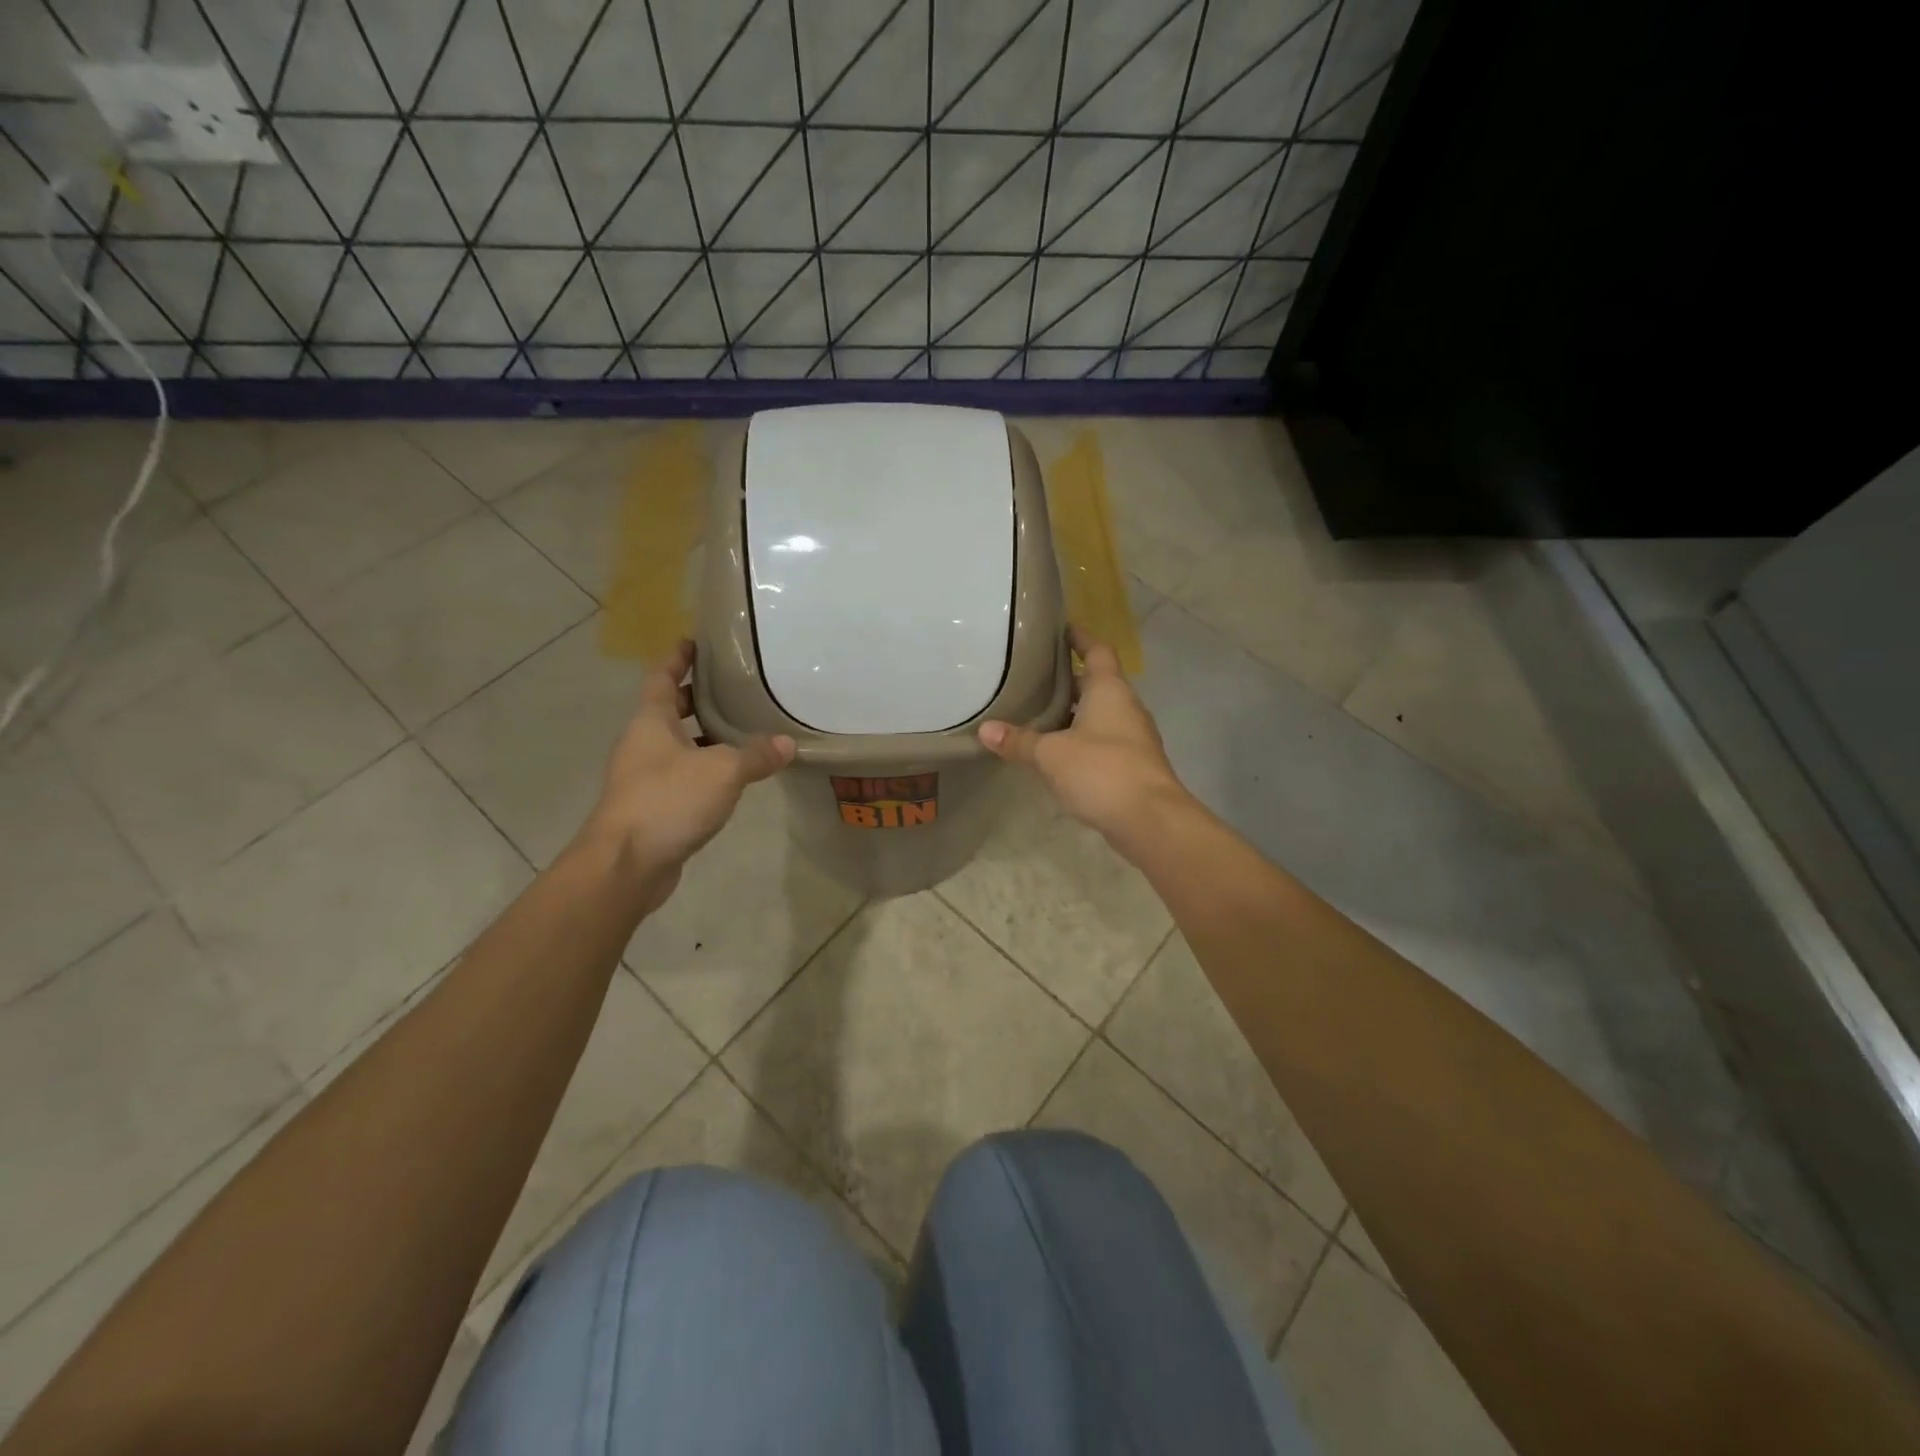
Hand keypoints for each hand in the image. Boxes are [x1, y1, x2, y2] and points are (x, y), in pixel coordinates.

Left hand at [577, 640, 794, 910]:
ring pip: (678, 746)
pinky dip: (706, 770)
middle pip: (670, 711)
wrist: (625, 864)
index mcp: (651, 722)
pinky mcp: (653, 807)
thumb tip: (787, 743)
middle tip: (733, 686)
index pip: (662, 678)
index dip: (677, 658)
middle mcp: (643, 744)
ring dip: (705, 737)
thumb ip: (756, 755)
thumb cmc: (668, 801)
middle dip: (697, 698)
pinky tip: (734, 777)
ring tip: (744, 729)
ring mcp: (645, 777)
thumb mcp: (722, 771)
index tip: (694, 641)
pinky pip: (683, 776)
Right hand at [978, 626, 1188, 842]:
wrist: (1150, 820)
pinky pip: (1101, 742)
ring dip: (1071, 714)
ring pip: (1098, 715)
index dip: (1079, 637)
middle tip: (1032, 677)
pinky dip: (1079, 742)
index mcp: (1109, 690)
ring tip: (1035, 715)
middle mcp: (1125, 707)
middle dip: (1066, 681)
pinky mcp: (1131, 765)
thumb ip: (1019, 741)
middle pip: (1096, 683)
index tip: (1059, 628)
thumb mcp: (1051, 754)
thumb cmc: (1101, 770)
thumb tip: (985, 730)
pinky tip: (1054, 754)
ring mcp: (1132, 738)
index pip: (1096, 650)